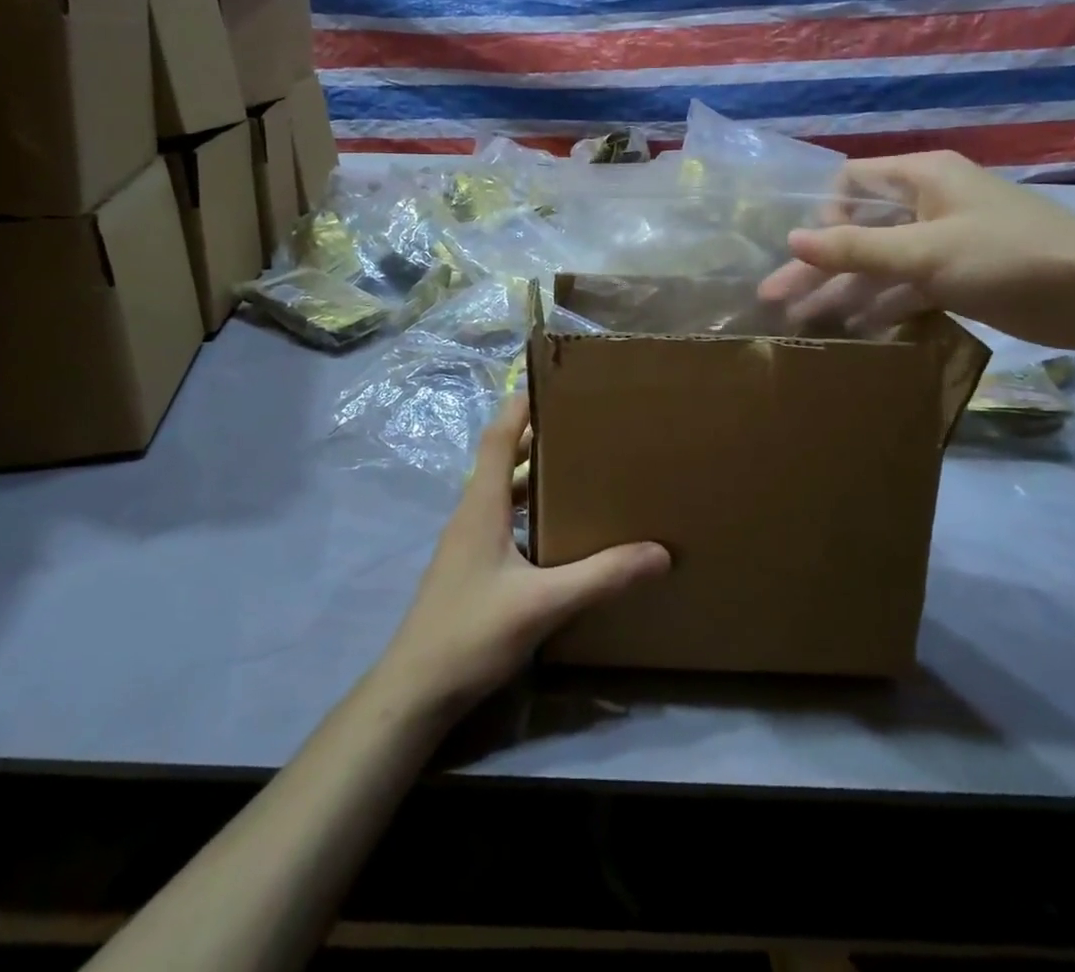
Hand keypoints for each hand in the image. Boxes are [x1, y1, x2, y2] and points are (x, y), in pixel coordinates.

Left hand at [372, 395, 668, 723]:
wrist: (415, 692)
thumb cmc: (471, 633)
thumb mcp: (543, 604)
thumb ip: (601, 576)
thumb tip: (660, 552)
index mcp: (481, 505)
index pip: (498, 436)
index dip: (522, 405)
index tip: (556, 384)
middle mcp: (471, 513)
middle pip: (502, 459)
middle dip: (538, 438)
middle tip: (584, 428)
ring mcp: (467, 542)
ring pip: (503, 493)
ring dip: (535, 476)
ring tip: (580, 473)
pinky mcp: (470, 567)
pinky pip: (503, 520)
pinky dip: (529, 511)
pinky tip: (559, 533)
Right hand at [758, 151, 1074, 351]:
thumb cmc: (1009, 256)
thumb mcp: (925, 251)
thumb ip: (855, 247)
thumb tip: (790, 239)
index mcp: (922, 177)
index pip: (852, 182)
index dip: (825, 213)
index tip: (816, 251)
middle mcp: (927, 204)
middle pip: (858, 230)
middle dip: (818, 264)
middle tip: (774, 298)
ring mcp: (942, 243)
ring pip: (878, 263)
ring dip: (843, 290)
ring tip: (801, 322)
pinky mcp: (957, 277)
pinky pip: (905, 286)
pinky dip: (880, 305)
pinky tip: (852, 330)